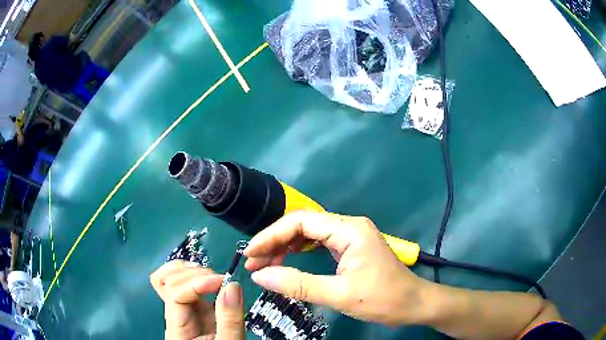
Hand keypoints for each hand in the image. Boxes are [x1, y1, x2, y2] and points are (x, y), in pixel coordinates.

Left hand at [150, 261, 244, 338]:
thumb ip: (229, 320)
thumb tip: (232, 285)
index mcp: (177, 328)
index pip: (175, 294)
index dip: (196, 283)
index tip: (223, 282)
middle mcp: (173, 314)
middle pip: (167, 280)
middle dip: (194, 275)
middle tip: (220, 283)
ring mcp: (182, 309)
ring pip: (170, 278)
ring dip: (190, 271)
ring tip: (214, 280)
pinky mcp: (194, 308)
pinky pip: (183, 284)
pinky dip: (193, 275)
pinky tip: (209, 281)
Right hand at [244, 212, 430, 325]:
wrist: (414, 304)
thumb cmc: (383, 299)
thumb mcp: (340, 295)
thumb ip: (298, 285)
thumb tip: (260, 277)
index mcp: (349, 230)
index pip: (300, 222)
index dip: (271, 235)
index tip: (250, 253)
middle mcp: (349, 226)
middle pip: (302, 225)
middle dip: (275, 241)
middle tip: (254, 262)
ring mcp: (351, 236)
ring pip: (309, 234)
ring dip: (285, 246)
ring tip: (265, 263)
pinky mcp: (351, 248)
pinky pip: (318, 243)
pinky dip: (299, 252)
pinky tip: (287, 260)